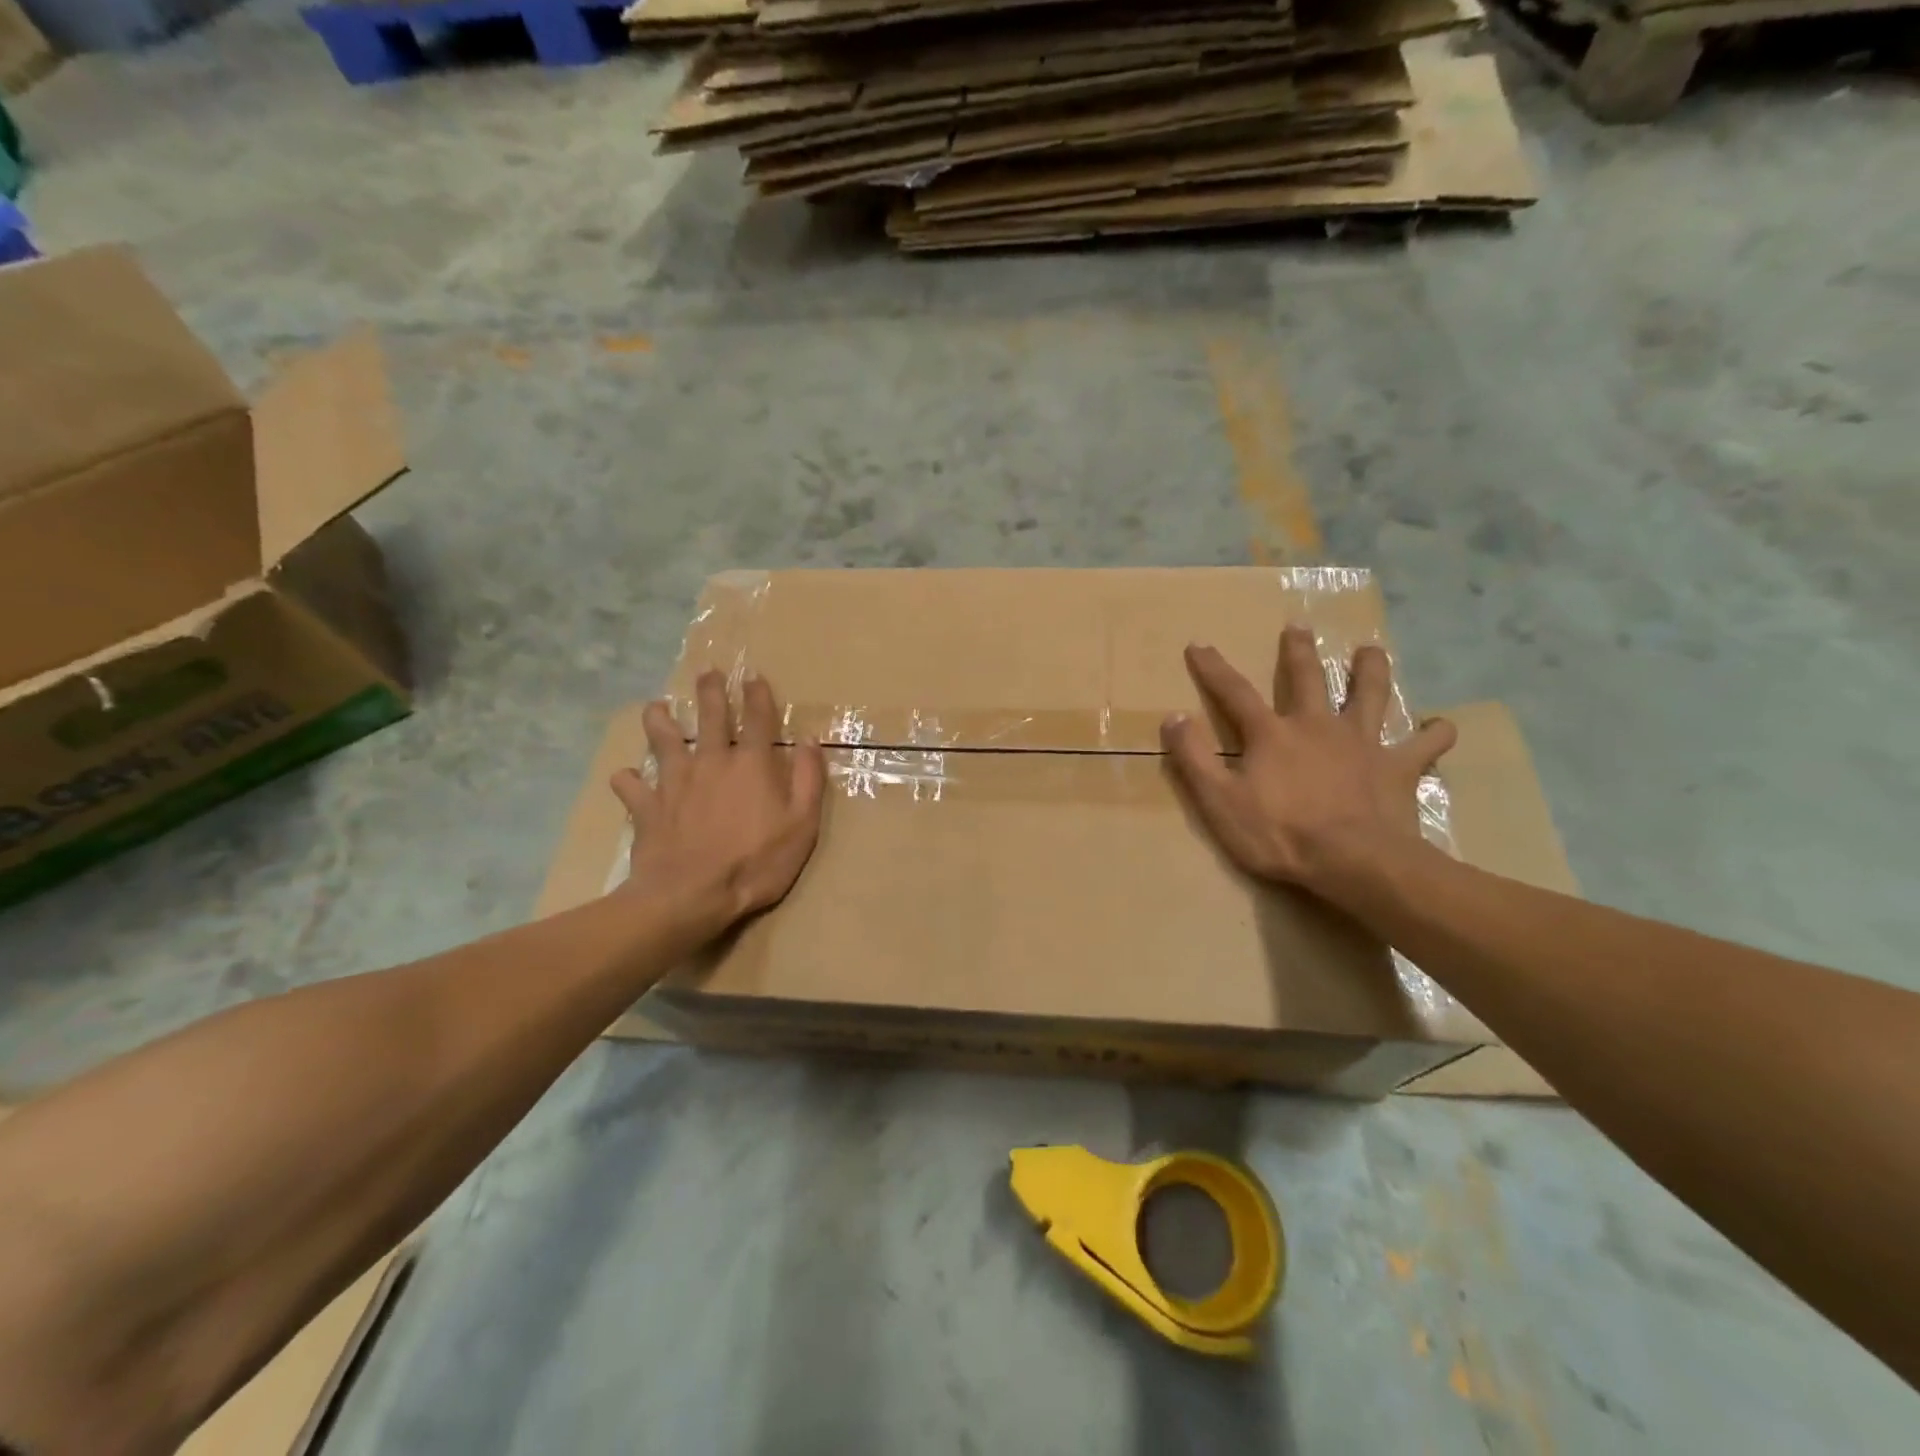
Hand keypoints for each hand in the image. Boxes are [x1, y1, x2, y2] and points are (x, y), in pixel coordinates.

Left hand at [611, 671, 826, 932]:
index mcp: (752, 765)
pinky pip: (632, 787)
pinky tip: (625, 778)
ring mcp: (675, 782)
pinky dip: (628, 781)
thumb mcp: (802, 825)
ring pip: (664, 741)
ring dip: (660, 721)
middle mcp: (712, 762)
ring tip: (656, 708)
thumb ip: (808, 780)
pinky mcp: (647, 807)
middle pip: (711, 718)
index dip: (758, 696)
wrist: (691, 896)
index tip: (754, 677)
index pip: (758, 720)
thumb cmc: (755, 863)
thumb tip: (810, 740)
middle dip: (711, 692)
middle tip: (707, 673)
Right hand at [1161, 626, 1454, 908]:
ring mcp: (1362, 743)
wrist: (1354, 862)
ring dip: (1370, 670)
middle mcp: (1318, 726)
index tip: (1199, 644)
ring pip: (1370, 695)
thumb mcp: (1219, 801)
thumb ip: (1193, 757)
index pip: (1234, 693)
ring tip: (1371, 650)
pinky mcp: (1398, 767)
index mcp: (1272, 734)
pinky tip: (1441, 725)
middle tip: (1298, 626)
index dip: (1213, 668)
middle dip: (1298, 651)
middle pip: (1308, 678)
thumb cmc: (1280, 834)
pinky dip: (1434, 733)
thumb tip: (1173, 716)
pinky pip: (1423, 745)